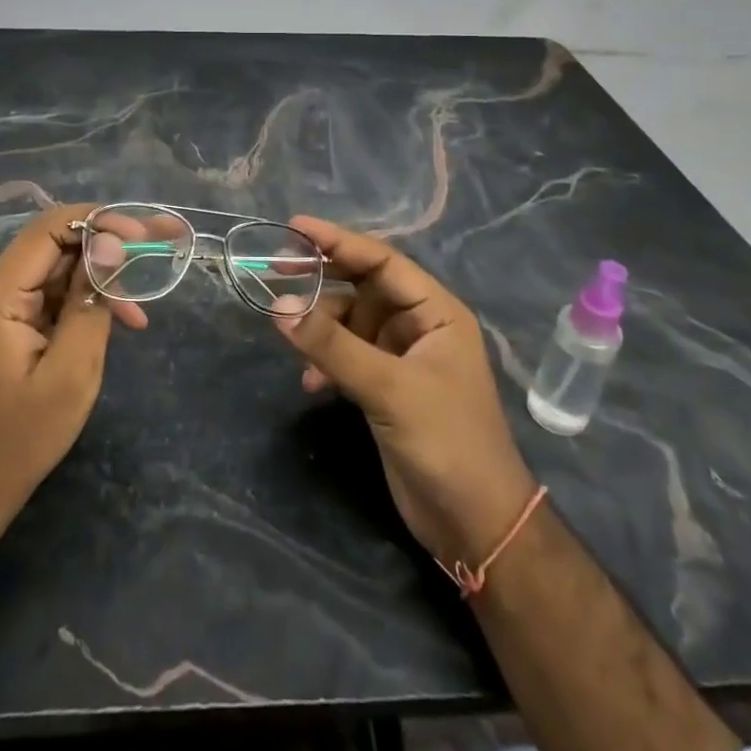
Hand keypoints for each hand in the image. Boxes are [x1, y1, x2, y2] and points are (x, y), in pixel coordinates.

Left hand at [0, 205, 142, 527]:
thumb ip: (91, 301)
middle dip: (110, 247)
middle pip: (56, 245)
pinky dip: (84, 303)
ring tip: (140, 314)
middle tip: (162, 249)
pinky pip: (50, 295)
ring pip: (58, 270)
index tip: (144, 236)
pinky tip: (117, 323)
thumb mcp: (70, 372)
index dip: (100, 221)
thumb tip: (112, 245)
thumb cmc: (20, 439)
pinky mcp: (5, 324)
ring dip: (101, 281)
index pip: (50, 228)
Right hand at [274, 217, 535, 567]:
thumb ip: (332, 346)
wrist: (475, 524)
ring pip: (349, 322)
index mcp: (436, 312)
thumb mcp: (389, 388)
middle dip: (322, 278)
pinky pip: (346, 356)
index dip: (337, 241)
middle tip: (275, 268)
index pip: (381, 261)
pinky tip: (311, 382)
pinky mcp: (385, 388)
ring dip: (320, 327)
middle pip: (362, 287)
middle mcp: (418, 326)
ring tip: (288, 333)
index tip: (293, 227)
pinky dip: (325, 361)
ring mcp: (400, 357)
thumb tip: (277, 306)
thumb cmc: (446, 442)